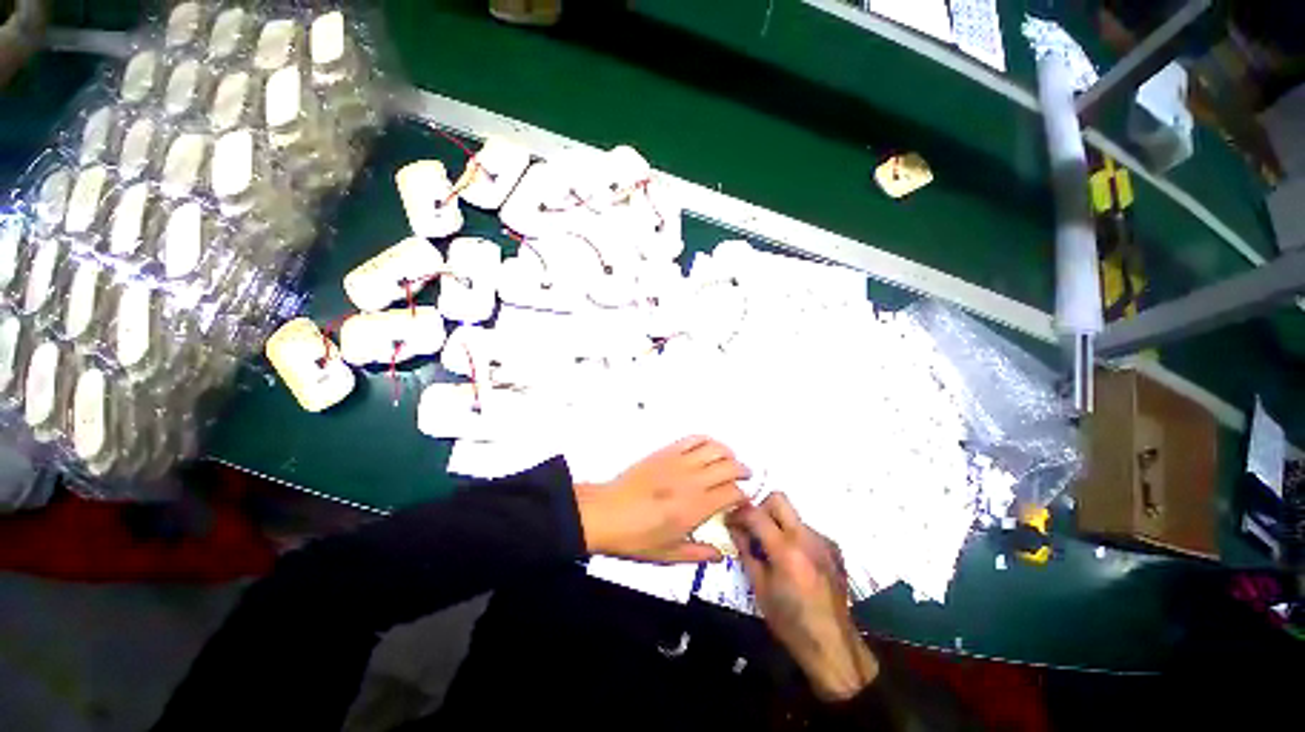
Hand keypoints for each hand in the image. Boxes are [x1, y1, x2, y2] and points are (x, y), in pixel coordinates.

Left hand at [576, 435, 749, 563]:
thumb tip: (721, 554)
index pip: (732, 493)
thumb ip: (698, 553)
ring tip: (729, 460)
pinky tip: (708, 447)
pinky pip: (692, 439)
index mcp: (695, 508)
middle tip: (744, 477)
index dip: (743, 496)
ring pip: (714, 448)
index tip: (742, 501)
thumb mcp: (668, 554)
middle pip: (729, 466)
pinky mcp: (665, 452)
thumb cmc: (635, 538)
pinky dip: (706, 440)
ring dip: (727, 453)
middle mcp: (691, 481)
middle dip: (742, 470)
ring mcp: (678, 462)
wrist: (606, 513)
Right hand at [727, 494, 878, 700]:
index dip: (738, 513)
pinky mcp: (834, 549)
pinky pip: (808, 531)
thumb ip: (746, 551)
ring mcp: (824, 541)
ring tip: (774, 550)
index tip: (730, 521)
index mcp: (786, 549)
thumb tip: (734, 528)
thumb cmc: (790, 622)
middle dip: (761, 508)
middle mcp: (807, 537)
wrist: (833, 646)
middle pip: (779, 499)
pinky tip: (795, 562)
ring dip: (779, 524)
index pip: (756, 513)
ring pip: (794, 516)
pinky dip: (795, 538)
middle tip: (753, 529)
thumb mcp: (759, 588)